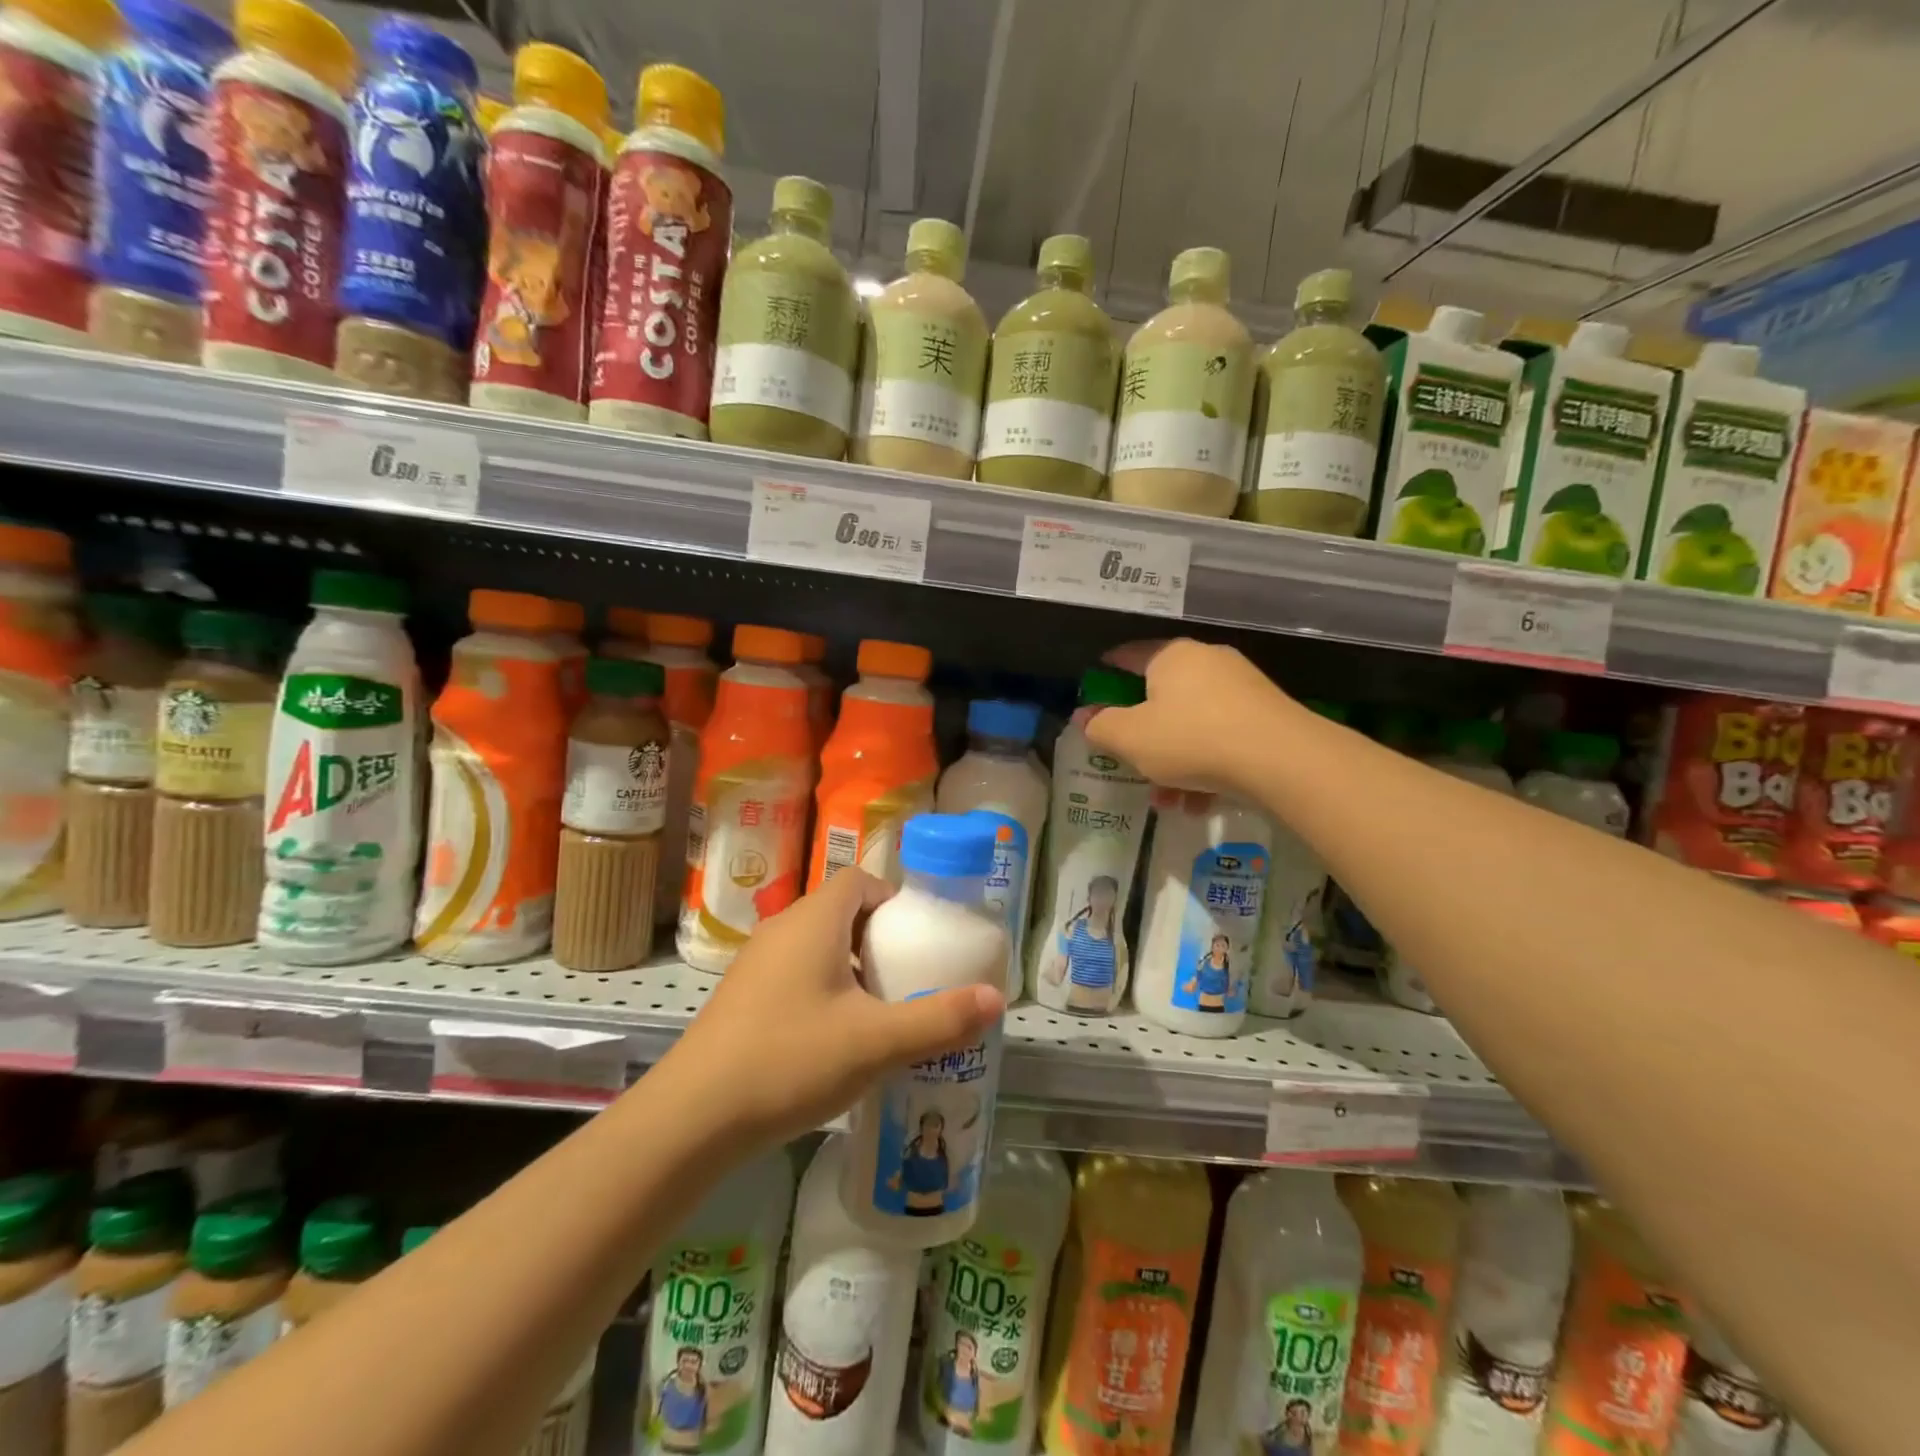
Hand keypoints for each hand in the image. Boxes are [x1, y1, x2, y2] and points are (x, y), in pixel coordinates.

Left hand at [660, 869, 1004, 1149]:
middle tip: (907, 976)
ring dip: (850, 967)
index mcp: (814, 921)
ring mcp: (755, 964)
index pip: (859, 880)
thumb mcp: (876, 1041)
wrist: (693, 1117)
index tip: (918, 937)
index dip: (892, 899)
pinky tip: (834, 1040)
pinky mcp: (741, 998)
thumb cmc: (790, 1059)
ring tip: (878, 1011)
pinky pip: (794, 974)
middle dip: (877, 937)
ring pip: (815, 946)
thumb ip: (939, 1019)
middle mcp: (782, 929)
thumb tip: (998, 999)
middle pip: (839, 912)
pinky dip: (822, 990)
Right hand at [1088, 639, 1294, 790]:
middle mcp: (1207, 662)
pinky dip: (1205, 765)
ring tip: (1167, 800)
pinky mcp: (1266, 716)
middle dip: (1144, 734)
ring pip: (1192, 724)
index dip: (1108, 670)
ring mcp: (1241, 688)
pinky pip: (1222, 737)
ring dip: (1174, 761)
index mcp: (1171, 657)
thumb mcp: (1131, 738)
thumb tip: (1085, 717)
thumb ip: (1101, 727)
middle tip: (1130, 760)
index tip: (1095, 687)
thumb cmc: (1192, 739)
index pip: (1130, 655)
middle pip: (1162, 696)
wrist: (1281, 759)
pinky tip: (1199, 802)